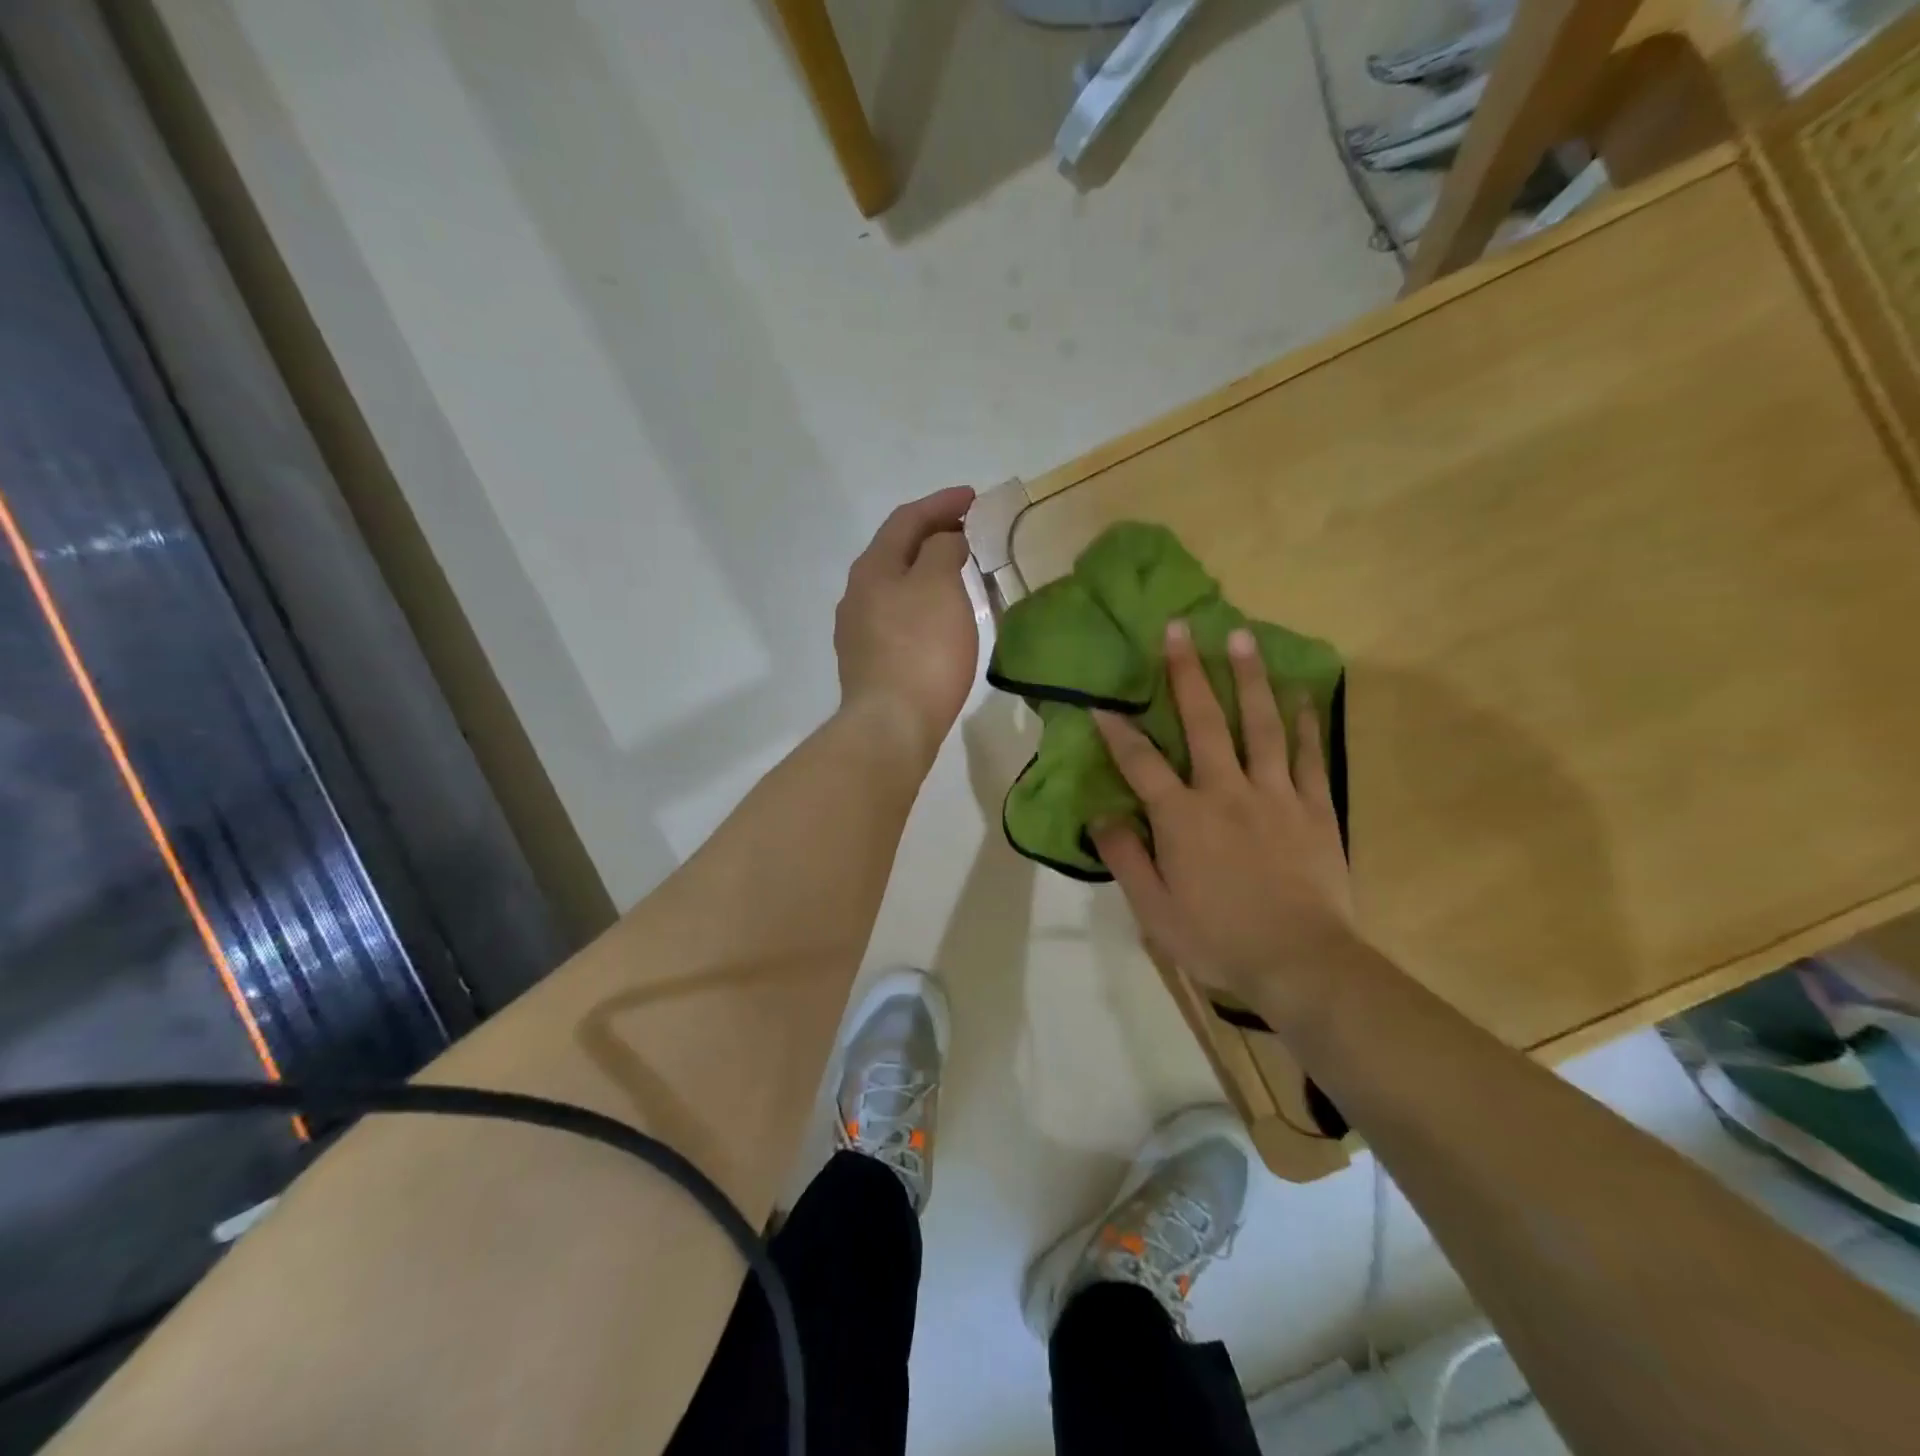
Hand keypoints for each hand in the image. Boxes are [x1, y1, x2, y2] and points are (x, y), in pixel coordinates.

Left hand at [835, 486, 979, 764]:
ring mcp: (858, 631)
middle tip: (966, 530)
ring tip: (955, 570)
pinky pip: (896, 617)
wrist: (891, 725)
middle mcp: (857, 594)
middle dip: (930, 534)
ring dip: (924, 570)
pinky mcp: (868, 662)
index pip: (906, 519)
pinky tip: (936, 618)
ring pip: (894, 586)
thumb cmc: (921, 650)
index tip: (973, 497)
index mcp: (873, 568)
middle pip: (895, 551)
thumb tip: (944, 540)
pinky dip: (919, 603)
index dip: (940, 503)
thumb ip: (942, 550)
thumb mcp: (938, 586)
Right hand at [1090, 621, 1355, 1002]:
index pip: (1141, 763)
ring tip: (1241, 637)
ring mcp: (1275, 795)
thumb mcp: (1154, 910)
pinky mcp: (1314, 808)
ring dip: (1248, 678)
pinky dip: (1305, 723)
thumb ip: (1125, 857)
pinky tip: (1301, 694)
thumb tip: (1099, 816)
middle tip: (1180, 628)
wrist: (1301, 963)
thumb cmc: (1218, 939)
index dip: (1118, 731)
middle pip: (1204, 722)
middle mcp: (1226, 791)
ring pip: (1261, 725)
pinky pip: (1309, 756)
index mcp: (1183, 817)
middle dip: (1187, 673)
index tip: (1102, 702)